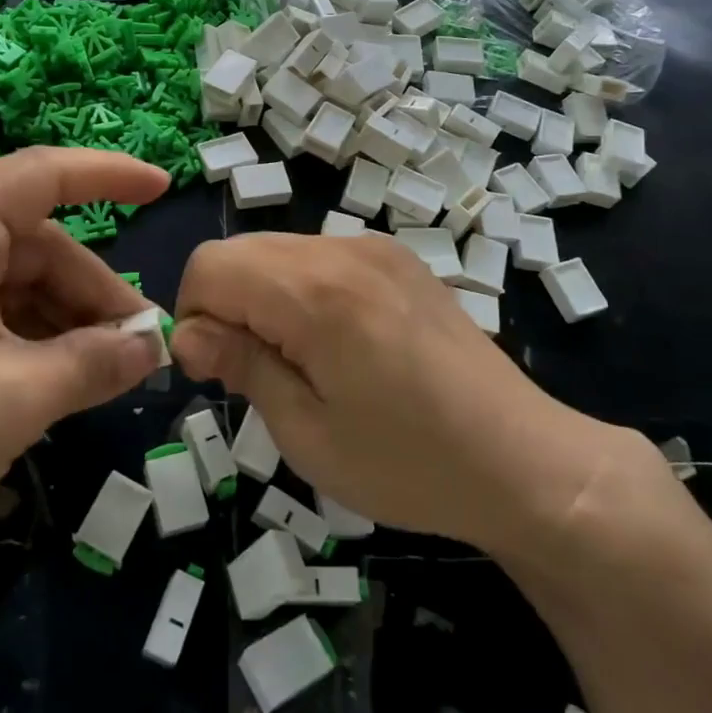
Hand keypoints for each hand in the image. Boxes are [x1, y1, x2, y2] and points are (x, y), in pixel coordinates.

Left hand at [0, 148, 169, 579]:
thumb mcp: (16, 398)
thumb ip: (96, 361)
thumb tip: (154, 345)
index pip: (41, 174)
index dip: (110, 175)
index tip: (165, 188)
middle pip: (36, 243)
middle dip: (93, 291)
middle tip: (143, 346)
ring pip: (15, 281)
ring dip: (66, 320)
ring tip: (109, 371)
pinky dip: (30, 337)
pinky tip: (60, 379)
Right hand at [170, 233, 669, 572]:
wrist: (523, 461)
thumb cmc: (407, 463)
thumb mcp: (307, 432)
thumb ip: (241, 366)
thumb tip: (188, 334)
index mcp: (315, 292)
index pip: (209, 266)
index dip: (193, 317)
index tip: (217, 371)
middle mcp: (343, 251)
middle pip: (239, 250)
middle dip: (224, 304)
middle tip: (253, 372)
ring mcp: (376, 249)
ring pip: (278, 250)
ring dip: (262, 296)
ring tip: (299, 361)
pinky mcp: (398, 259)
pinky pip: (319, 256)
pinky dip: (300, 289)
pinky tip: (336, 342)